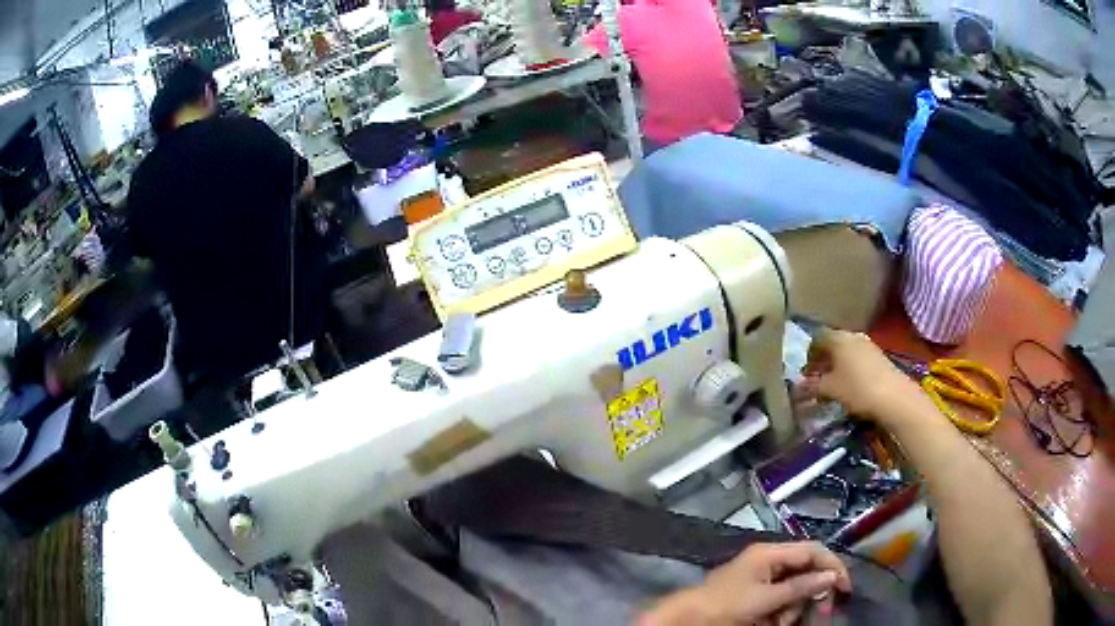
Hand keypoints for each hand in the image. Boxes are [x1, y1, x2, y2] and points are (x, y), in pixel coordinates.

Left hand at [639, 542, 851, 625]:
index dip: (832, 566)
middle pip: (806, 570)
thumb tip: (831, 576)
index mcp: (770, 552)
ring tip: (780, 622)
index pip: (812, 550)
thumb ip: (800, 587)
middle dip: (812, 593)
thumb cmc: (727, 605)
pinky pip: (780, 599)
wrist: (690, 618)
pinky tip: (773, 622)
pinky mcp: (756, 592)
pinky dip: (782, 612)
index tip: (845, 587)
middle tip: (820, 614)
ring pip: (795, 589)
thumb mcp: (766, 598)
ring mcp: (761, 576)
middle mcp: (769, 559)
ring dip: (794, 607)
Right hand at [799, 329, 922, 424]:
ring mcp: (868, 345)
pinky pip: (858, 358)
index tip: (806, 372)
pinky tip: (850, 385)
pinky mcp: (879, 356)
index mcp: (838, 338)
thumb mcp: (830, 389)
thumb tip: (798, 387)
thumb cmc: (857, 389)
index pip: (817, 337)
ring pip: (846, 351)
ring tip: (833, 384)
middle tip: (817, 379)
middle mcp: (852, 336)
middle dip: (823, 359)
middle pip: (832, 343)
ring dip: (837, 365)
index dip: (808, 354)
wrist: (893, 397)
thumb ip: (812, 386)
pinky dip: (850, 368)